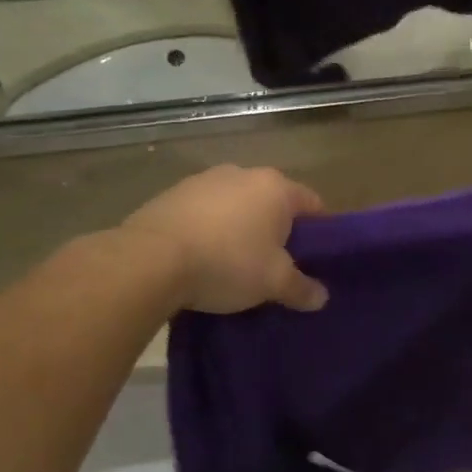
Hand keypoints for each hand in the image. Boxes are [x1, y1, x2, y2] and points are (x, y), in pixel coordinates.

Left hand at [120, 166, 327, 313]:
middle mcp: (243, 173)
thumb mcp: (273, 282)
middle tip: (276, 264)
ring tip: (234, 264)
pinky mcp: (172, 194)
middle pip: (272, 202)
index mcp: (276, 187)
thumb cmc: (227, 262)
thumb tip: (321, 297)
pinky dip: (209, 229)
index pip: (312, 204)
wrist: (149, 260)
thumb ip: (301, 288)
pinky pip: (204, 212)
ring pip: (236, 205)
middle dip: (276, 230)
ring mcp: (204, 180)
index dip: (319, 232)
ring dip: (240, 228)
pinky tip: (201, 257)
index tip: (315, 258)